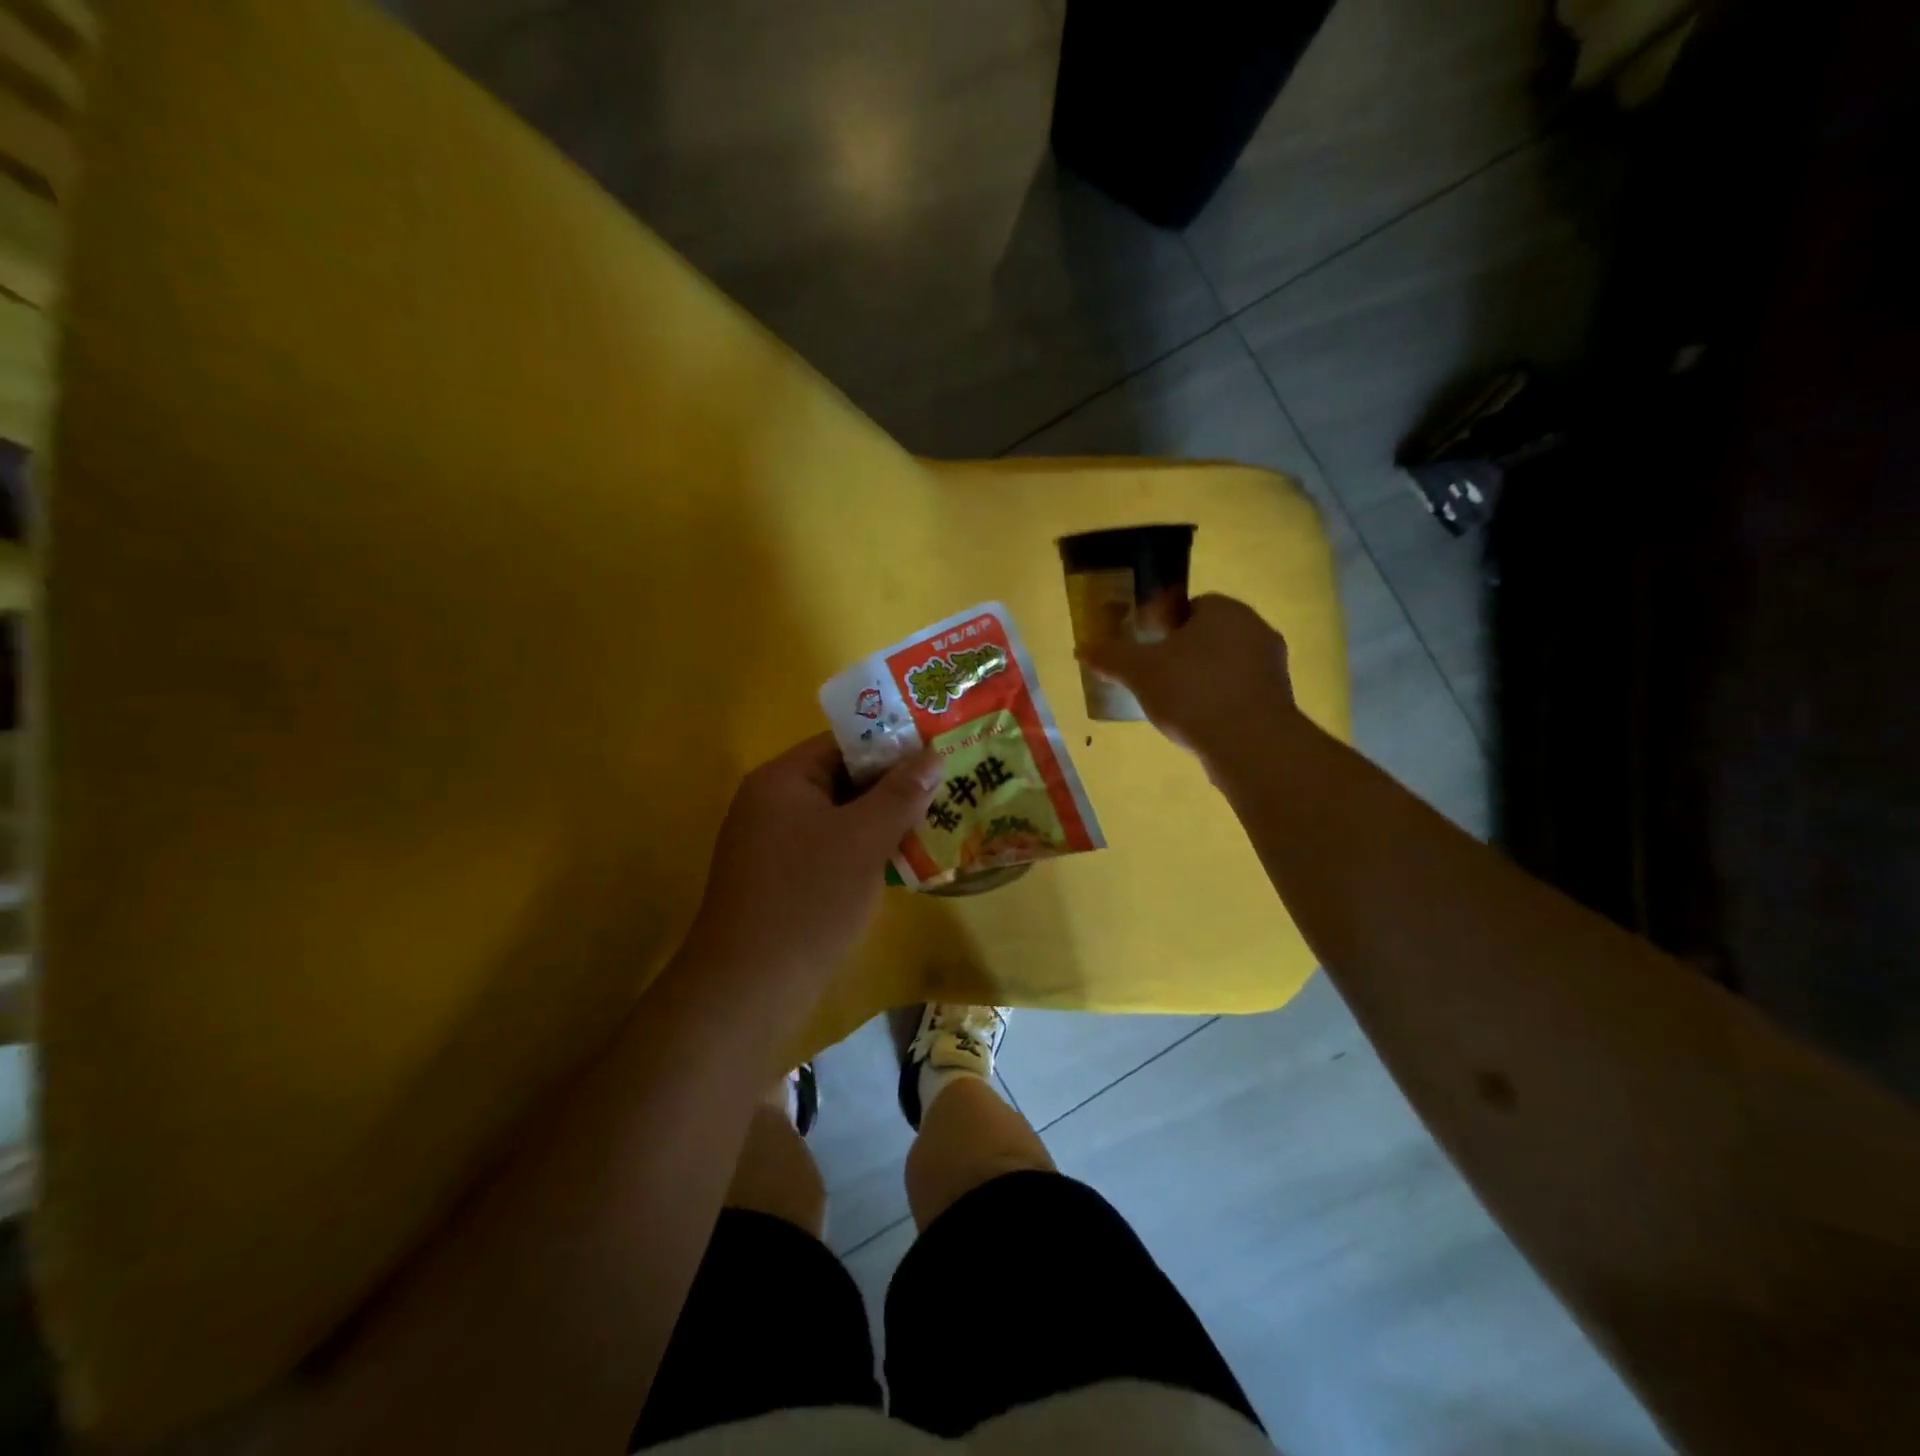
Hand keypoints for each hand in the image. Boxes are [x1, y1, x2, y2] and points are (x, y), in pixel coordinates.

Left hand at [684, 734, 942, 982]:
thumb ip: (901, 794)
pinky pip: (829, 848)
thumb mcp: (864, 840)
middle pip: (842, 778)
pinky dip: (862, 850)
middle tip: (945, 792)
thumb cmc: (809, 900)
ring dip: (882, 821)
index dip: (893, 747)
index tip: (938, 757)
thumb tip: (932, 755)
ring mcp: (772, 842)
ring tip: (935, 825)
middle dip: (893, 787)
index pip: (844, 744)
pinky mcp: (780, 877)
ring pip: (839, 817)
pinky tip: (901, 863)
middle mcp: (771, 802)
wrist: (750, 988)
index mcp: (783, 779)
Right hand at [1077, 594, 1295, 756]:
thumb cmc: (1191, 691)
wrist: (1248, 742)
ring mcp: (1273, 664)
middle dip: (1185, 654)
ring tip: (1177, 707)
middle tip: (1157, 679)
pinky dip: (1222, 702)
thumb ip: (1110, 656)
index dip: (1167, 628)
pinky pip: (1242, 691)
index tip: (1150, 652)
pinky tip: (1202, 724)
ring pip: (1227, 664)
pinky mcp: (1280, 698)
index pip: (1192, 606)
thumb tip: (1082, 648)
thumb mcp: (1138, 671)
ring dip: (1204, 680)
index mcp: (1224, 609)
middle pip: (1210, 636)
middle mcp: (1255, 628)